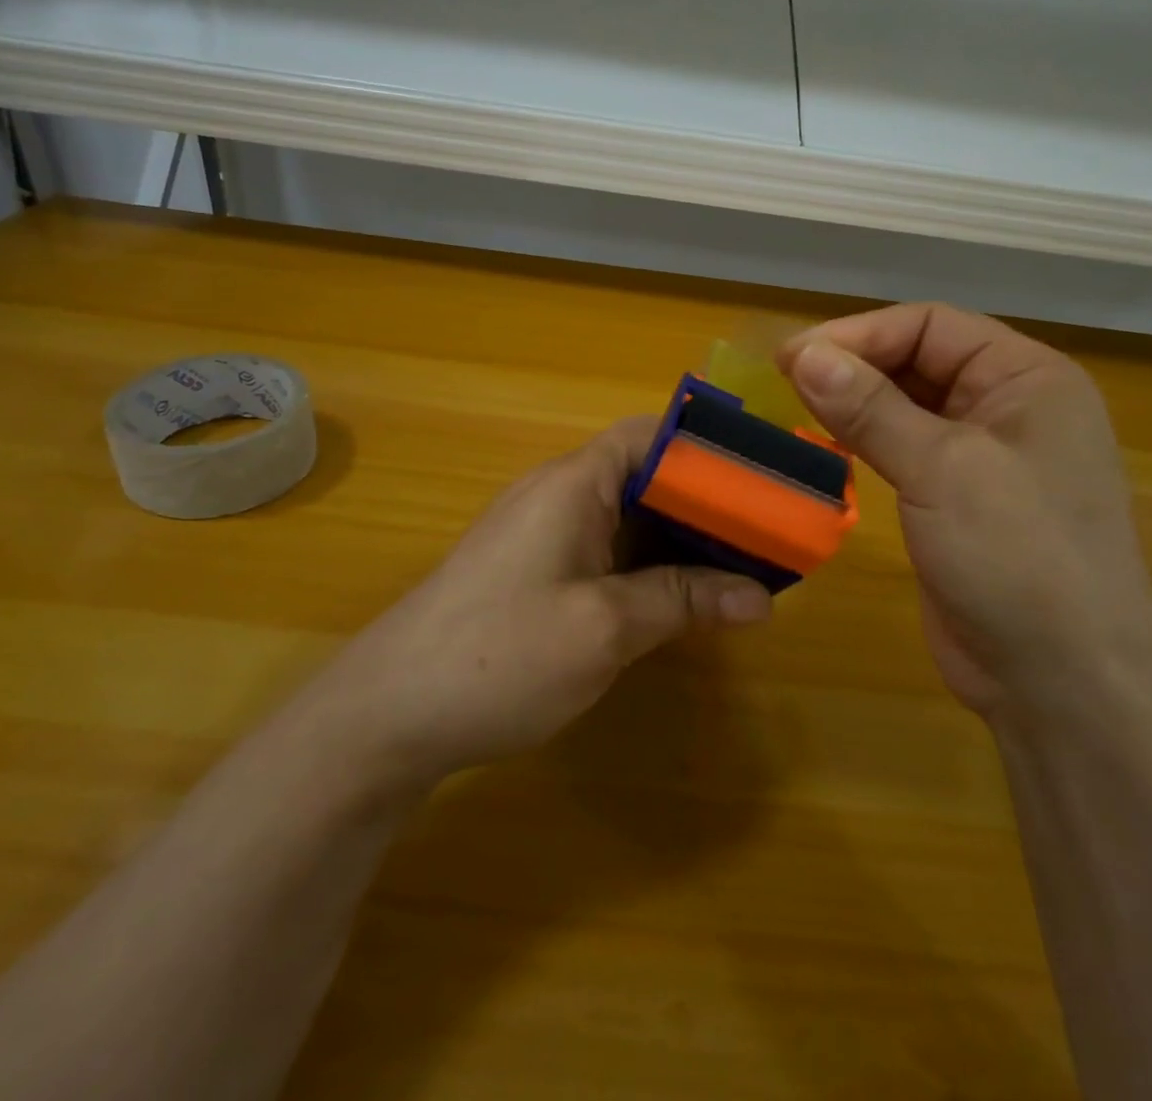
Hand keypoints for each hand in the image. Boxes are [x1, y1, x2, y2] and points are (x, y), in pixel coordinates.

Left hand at [330, 416, 771, 794]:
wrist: (386, 716)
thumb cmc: (500, 655)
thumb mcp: (605, 628)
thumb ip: (683, 601)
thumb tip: (761, 597)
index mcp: (573, 484)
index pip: (649, 435)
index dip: (706, 449)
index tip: (760, 478)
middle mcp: (558, 496)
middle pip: (644, 477)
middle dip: (704, 503)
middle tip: (765, 535)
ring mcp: (542, 535)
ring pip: (627, 519)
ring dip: (678, 541)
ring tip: (739, 568)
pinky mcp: (534, 573)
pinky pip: (605, 552)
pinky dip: (647, 567)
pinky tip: (679, 600)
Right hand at [778, 304, 1151, 715]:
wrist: (1066, 686)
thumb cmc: (1019, 557)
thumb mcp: (942, 469)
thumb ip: (870, 407)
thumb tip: (803, 352)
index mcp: (1028, 377)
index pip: (931, 325)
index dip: (859, 334)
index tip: (793, 358)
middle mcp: (1011, 406)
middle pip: (919, 360)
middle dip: (855, 365)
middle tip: (785, 382)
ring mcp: (987, 457)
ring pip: (908, 406)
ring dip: (855, 403)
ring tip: (796, 408)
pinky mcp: (960, 500)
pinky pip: (907, 450)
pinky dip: (866, 441)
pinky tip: (828, 445)